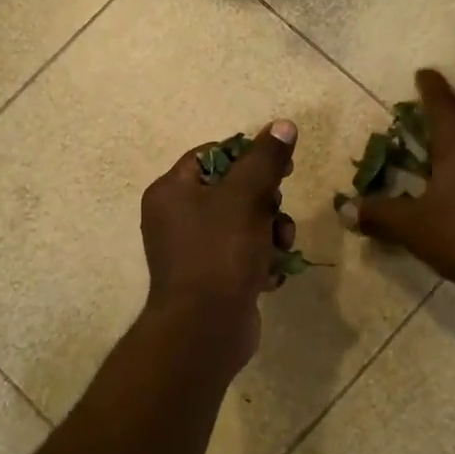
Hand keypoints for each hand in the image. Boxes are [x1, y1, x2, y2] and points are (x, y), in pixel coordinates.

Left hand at [140, 121, 297, 370]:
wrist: (205, 328)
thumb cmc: (220, 252)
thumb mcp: (246, 196)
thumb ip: (266, 159)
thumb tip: (283, 124)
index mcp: (172, 191)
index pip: (213, 155)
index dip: (249, 156)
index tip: (281, 167)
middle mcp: (176, 219)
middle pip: (233, 191)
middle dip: (266, 203)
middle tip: (277, 213)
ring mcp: (193, 252)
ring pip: (245, 225)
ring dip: (271, 233)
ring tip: (279, 248)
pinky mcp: (212, 280)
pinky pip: (244, 257)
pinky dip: (261, 262)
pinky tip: (269, 276)